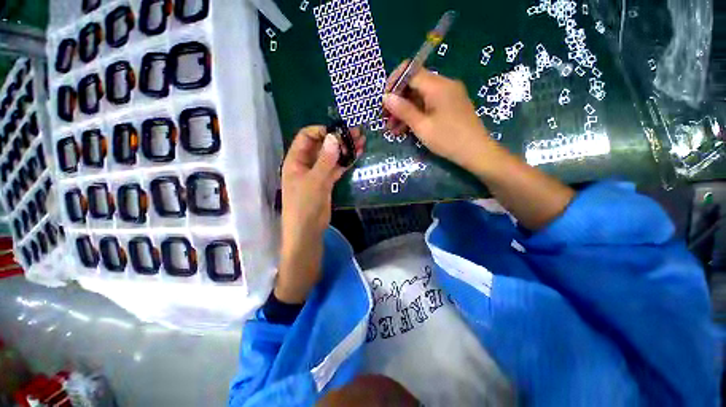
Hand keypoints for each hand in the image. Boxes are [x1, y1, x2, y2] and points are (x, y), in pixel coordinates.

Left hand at [276, 125, 364, 303]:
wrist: (307, 232)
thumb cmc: (305, 206)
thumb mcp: (315, 181)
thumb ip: (325, 160)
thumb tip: (334, 137)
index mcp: (295, 160)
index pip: (306, 136)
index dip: (322, 131)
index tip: (339, 132)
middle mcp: (306, 164)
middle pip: (322, 145)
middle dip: (338, 139)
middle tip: (357, 133)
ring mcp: (317, 173)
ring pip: (331, 157)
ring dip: (345, 149)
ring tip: (362, 141)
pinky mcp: (326, 183)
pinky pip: (336, 168)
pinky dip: (346, 162)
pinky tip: (357, 155)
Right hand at [383, 61, 496, 172]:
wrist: (476, 151)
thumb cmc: (448, 139)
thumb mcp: (422, 127)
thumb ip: (403, 110)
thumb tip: (386, 97)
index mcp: (437, 86)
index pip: (411, 71)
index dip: (394, 83)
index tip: (385, 100)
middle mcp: (444, 84)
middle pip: (414, 85)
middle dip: (398, 101)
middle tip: (386, 119)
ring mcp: (448, 95)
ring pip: (420, 97)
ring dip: (405, 111)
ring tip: (392, 129)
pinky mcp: (450, 105)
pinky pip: (429, 104)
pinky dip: (416, 114)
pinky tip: (405, 129)